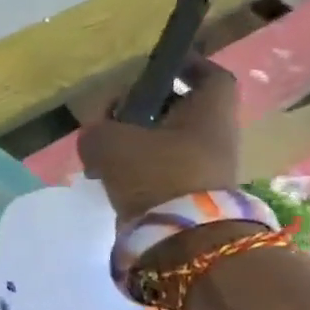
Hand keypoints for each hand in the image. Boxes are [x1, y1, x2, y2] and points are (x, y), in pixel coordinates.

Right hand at [78, 59, 239, 222]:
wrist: (183, 243)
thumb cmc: (157, 175)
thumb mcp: (111, 143)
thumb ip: (96, 131)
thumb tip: (95, 136)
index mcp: (209, 111)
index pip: (208, 75)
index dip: (184, 65)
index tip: (157, 67)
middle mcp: (215, 137)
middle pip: (181, 110)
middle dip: (146, 109)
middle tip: (114, 115)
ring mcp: (205, 170)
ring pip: (167, 144)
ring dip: (137, 143)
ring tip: (103, 152)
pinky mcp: (189, 199)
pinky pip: (161, 173)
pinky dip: (137, 172)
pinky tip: (109, 178)